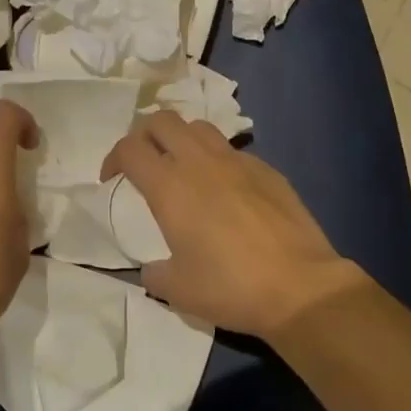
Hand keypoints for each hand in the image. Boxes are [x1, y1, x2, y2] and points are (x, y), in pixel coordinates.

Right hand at [101, 112, 359, 339]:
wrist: (299, 287)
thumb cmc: (230, 288)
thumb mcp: (177, 290)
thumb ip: (154, 273)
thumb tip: (153, 268)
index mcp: (170, 186)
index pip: (130, 147)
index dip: (113, 157)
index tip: (112, 179)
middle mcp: (200, 162)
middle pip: (162, 120)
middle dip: (144, 135)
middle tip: (144, 162)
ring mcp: (237, 161)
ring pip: (199, 126)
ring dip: (181, 139)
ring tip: (182, 167)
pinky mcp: (267, 169)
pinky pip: (232, 150)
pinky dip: (217, 159)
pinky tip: (225, 190)